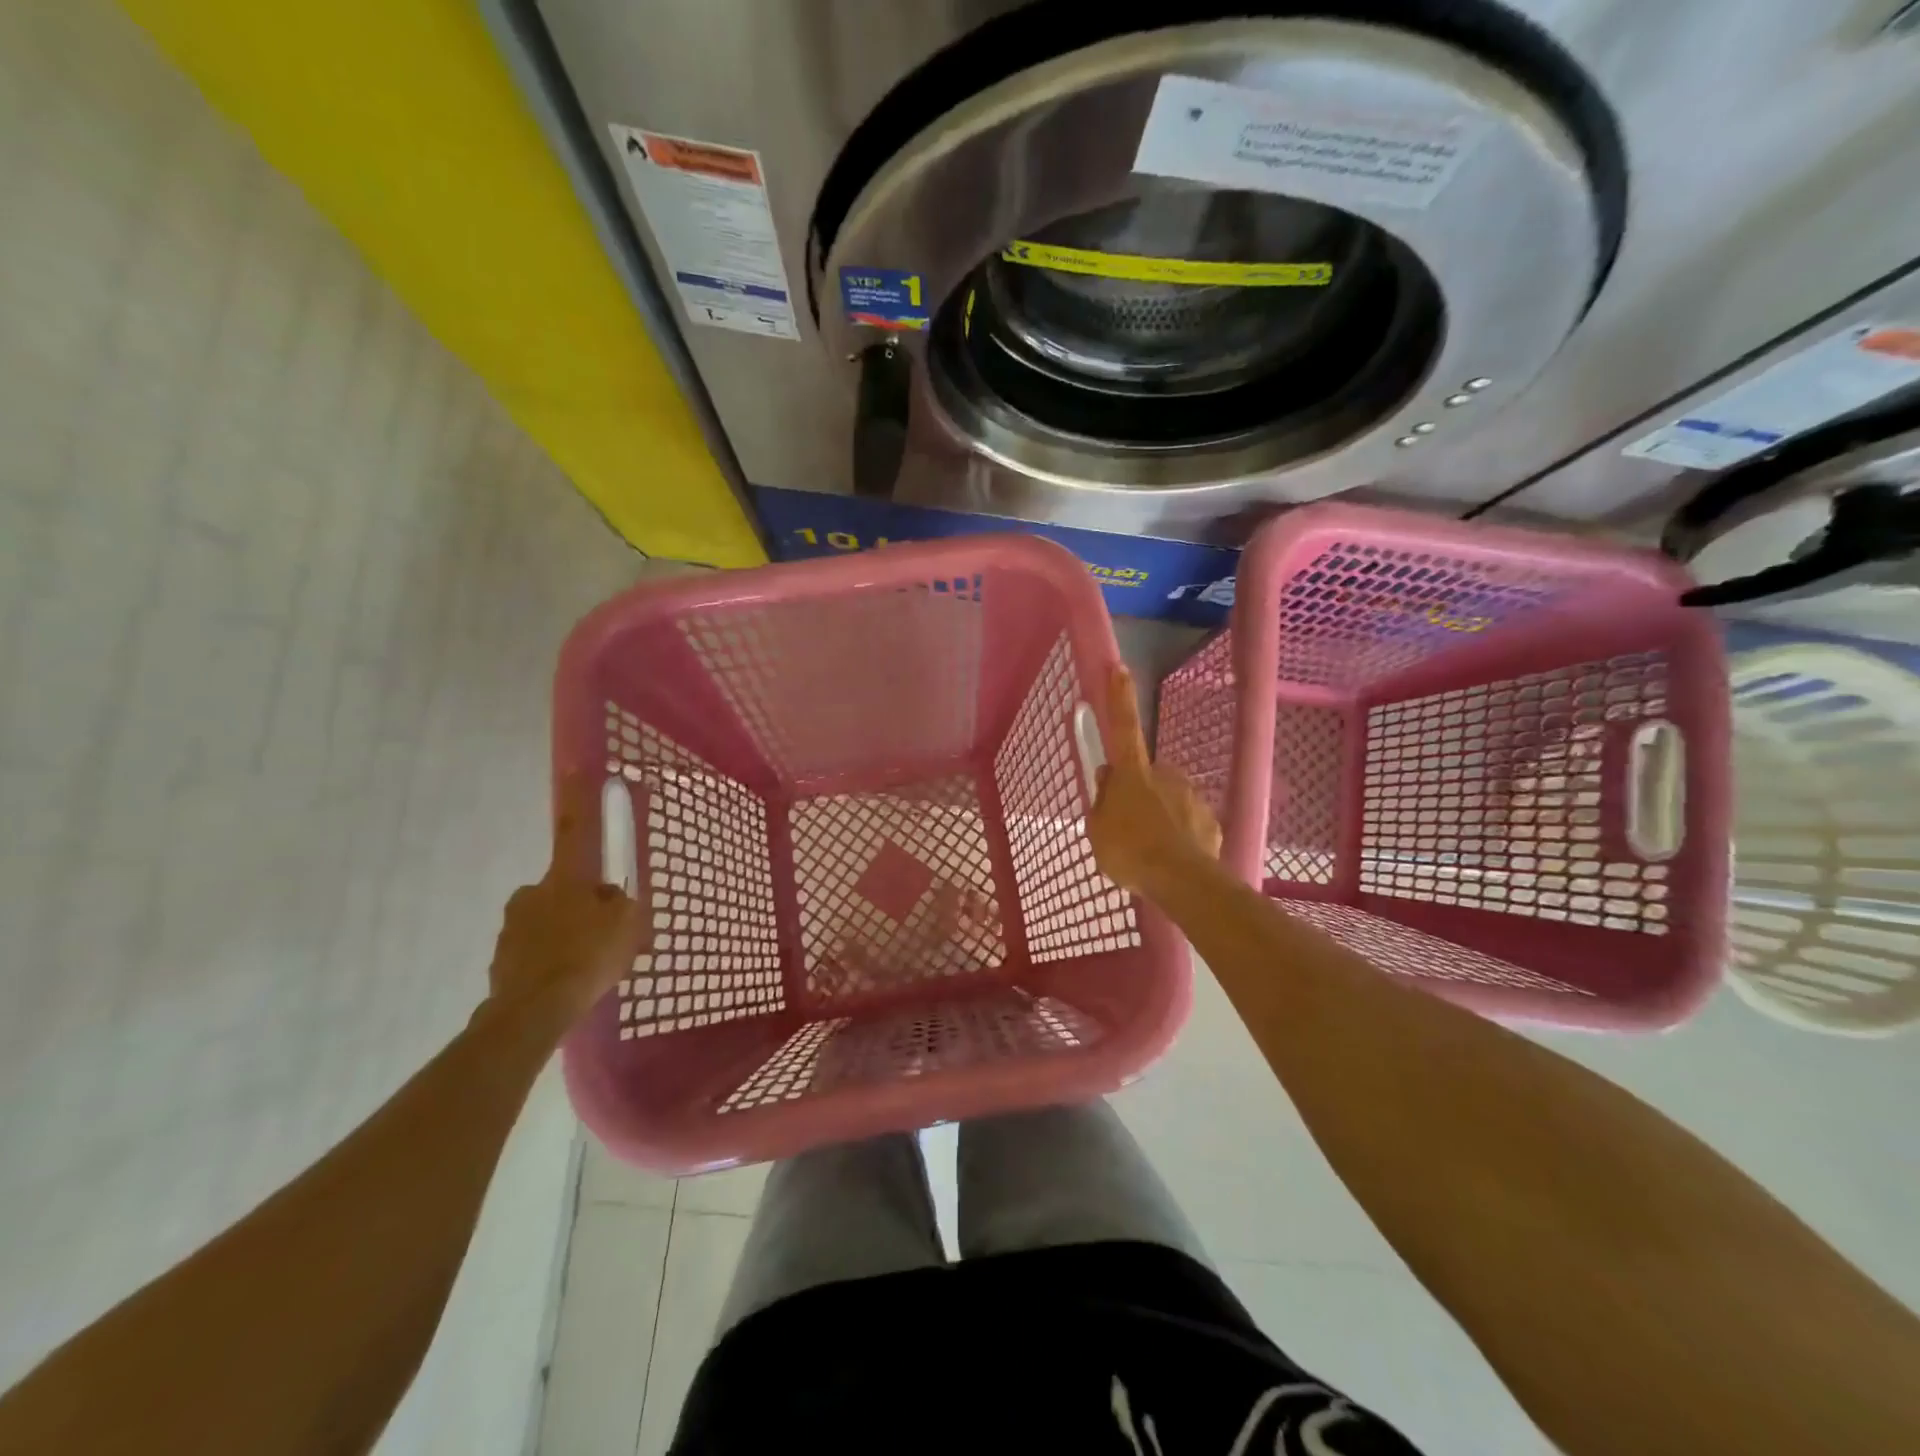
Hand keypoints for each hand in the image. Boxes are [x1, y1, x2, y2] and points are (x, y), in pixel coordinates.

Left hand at [485, 773, 649, 1028]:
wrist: (533, 1011)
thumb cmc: (588, 957)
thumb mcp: (627, 924)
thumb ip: (622, 903)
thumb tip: (610, 897)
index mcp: (566, 878)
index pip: (575, 828)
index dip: (578, 798)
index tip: (574, 768)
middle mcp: (533, 892)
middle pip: (564, 886)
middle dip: (582, 902)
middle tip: (603, 931)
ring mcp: (512, 925)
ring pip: (548, 920)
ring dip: (565, 933)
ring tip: (586, 966)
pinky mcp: (501, 957)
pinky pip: (535, 949)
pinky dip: (550, 959)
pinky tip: (566, 981)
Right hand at [1087, 666, 1222, 894]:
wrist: (1180, 879)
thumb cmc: (1128, 850)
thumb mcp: (1097, 829)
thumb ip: (1102, 803)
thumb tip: (1106, 781)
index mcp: (1132, 772)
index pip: (1123, 727)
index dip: (1120, 697)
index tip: (1120, 667)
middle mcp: (1165, 774)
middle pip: (1147, 774)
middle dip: (1140, 791)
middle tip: (1128, 824)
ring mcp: (1191, 796)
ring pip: (1170, 799)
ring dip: (1160, 815)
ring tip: (1150, 849)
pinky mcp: (1210, 820)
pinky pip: (1189, 823)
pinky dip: (1180, 835)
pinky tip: (1171, 857)